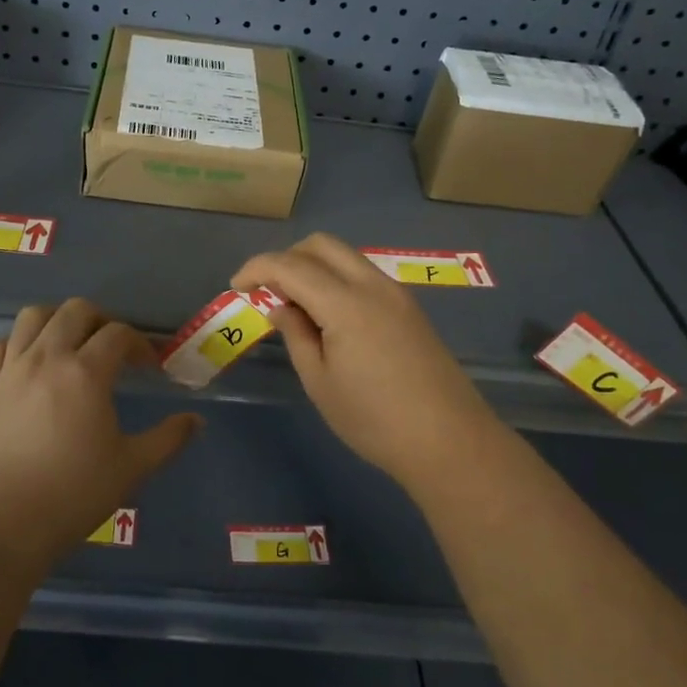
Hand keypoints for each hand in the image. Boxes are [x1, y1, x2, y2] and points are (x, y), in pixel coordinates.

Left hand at [0, 299, 199, 565]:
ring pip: (32, 317)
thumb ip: (168, 439)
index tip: (150, 366)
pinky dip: (19, 344)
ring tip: (71, 344)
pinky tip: (30, 365)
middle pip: (75, 311)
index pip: (118, 334)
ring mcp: (12, 371)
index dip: (139, 344)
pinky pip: (0, 347)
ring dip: (57, 320)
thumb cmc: (72, 494)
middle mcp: (47, 359)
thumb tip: (196, 421)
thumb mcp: (131, 468)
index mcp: (86, 372)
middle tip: (113, 348)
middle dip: (101, 320)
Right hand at [233, 234, 505, 486]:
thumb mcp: (320, 382)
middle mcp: (372, 285)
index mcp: (346, 303)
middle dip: (286, 258)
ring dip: (313, 266)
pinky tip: (328, 314)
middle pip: (321, 245)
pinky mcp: (409, 308)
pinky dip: (337, 279)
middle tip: (266, 290)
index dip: (257, 269)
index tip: (236, 287)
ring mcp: (396, 294)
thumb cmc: (374, 420)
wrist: (449, 441)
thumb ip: (296, 335)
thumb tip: (280, 306)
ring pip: (346, 257)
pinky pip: (364, 275)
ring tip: (294, 304)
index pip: (290, 265)